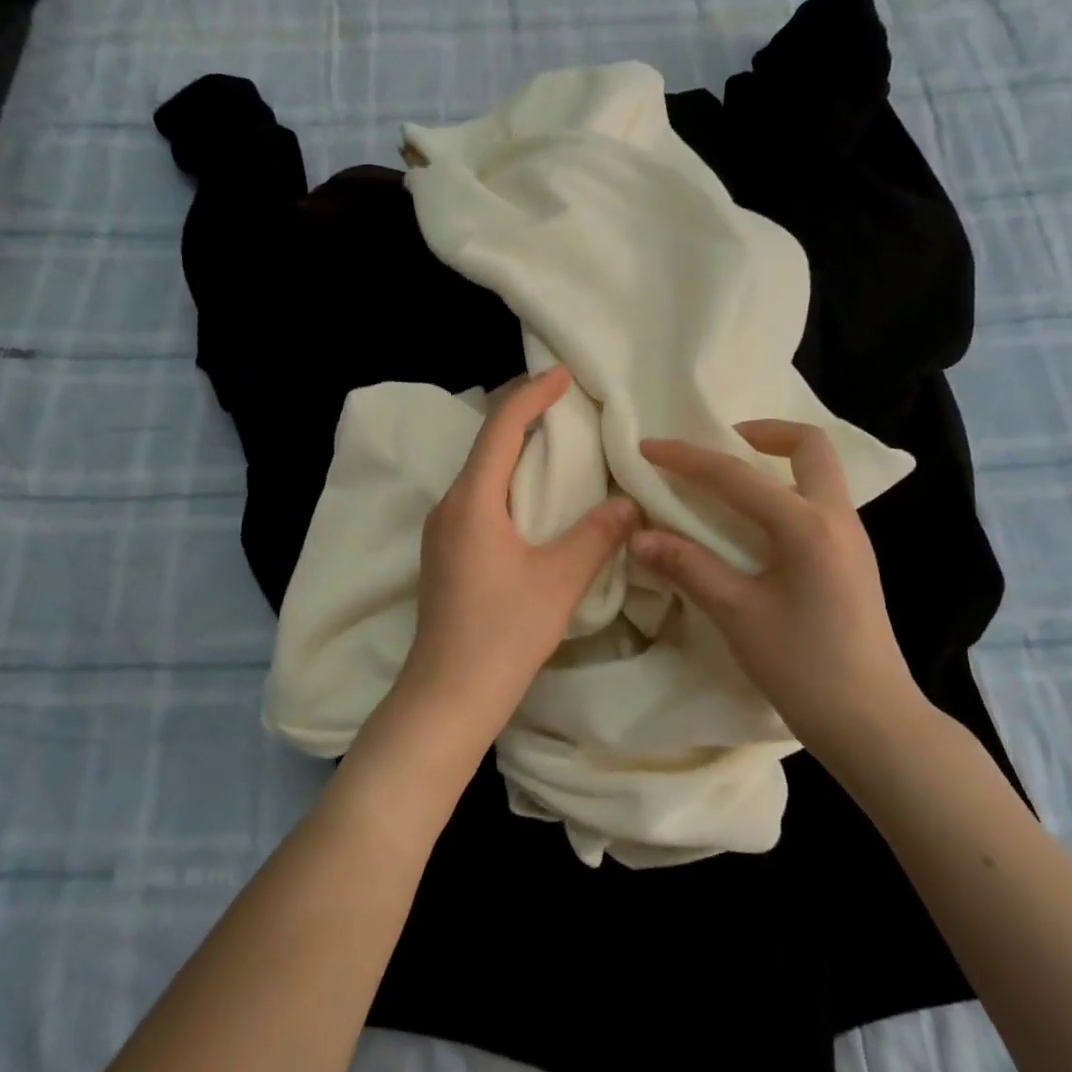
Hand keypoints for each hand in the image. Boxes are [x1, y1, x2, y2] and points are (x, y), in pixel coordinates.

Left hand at [394, 366, 638, 750]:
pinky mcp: (447, 554)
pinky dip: (508, 482)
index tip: (562, 375)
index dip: (531, 395)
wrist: (447, 696)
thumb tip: (628, 505)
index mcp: (472, 502)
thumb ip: (596, 536)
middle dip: (523, 416)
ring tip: (558, 444)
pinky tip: (535, 499)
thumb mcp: (559, 581)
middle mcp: (449, 506)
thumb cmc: (502, 634)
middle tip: (566, 404)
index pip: (500, 428)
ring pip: (481, 473)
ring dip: (515, 451)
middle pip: (486, 444)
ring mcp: (443, 532)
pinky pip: (479, 499)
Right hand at [631, 420, 925, 750]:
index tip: (649, 447)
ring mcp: (851, 538)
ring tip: (727, 485)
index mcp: (807, 526)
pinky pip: (818, 503)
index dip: (687, 458)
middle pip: (810, 446)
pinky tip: (754, 527)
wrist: (874, 725)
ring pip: (818, 473)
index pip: (736, 476)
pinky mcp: (852, 560)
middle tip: (719, 447)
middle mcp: (837, 518)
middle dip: (763, 434)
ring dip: (774, 464)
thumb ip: (688, 567)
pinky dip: (784, 493)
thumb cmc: (805, 668)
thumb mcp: (738, 615)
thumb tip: (639, 536)